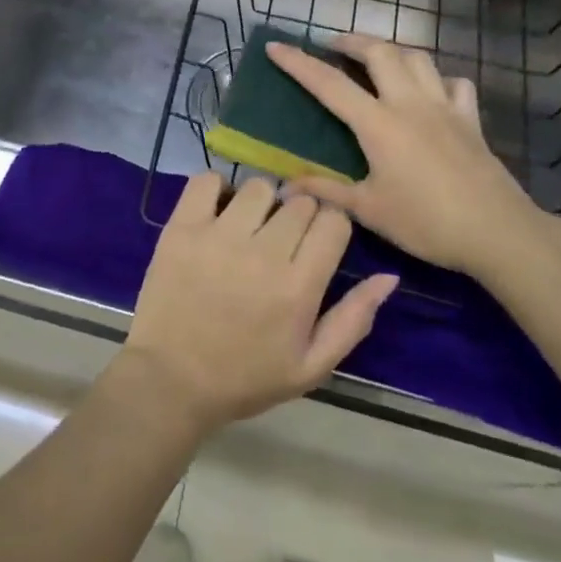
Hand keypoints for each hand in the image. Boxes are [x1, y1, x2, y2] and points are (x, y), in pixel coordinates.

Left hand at [120, 174, 397, 432]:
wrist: (171, 381)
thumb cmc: (245, 378)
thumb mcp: (311, 366)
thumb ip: (354, 319)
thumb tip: (389, 276)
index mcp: (298, 287)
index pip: (334, 221)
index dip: (331, 228)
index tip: (316, 244)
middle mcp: (262, 252)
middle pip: (300, 202)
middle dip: (299, 216)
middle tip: (281, 242)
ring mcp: (218, 236)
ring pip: (258, 187)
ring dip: (261, 203)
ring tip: (248, 228)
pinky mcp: (182, 227)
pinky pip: (207, 180)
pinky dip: (216, 189)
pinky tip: (218, 213)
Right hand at [266, 35, 554, 281]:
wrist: (498, 232)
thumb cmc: (427, 222)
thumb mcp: (369, 211)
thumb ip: (326, 192)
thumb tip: (285, 186)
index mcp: (378, 123)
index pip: (329, 84)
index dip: (298, 63)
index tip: (276, 46)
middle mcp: (409, 103)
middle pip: (379, 52)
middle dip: (351, 40)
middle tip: (333, 45)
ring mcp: (444, 107)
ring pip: (417, 58)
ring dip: (392, 50)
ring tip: (377, 58)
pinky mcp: (470, 119)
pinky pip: (455, 84)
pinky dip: (438, 79)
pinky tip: (432, 90)